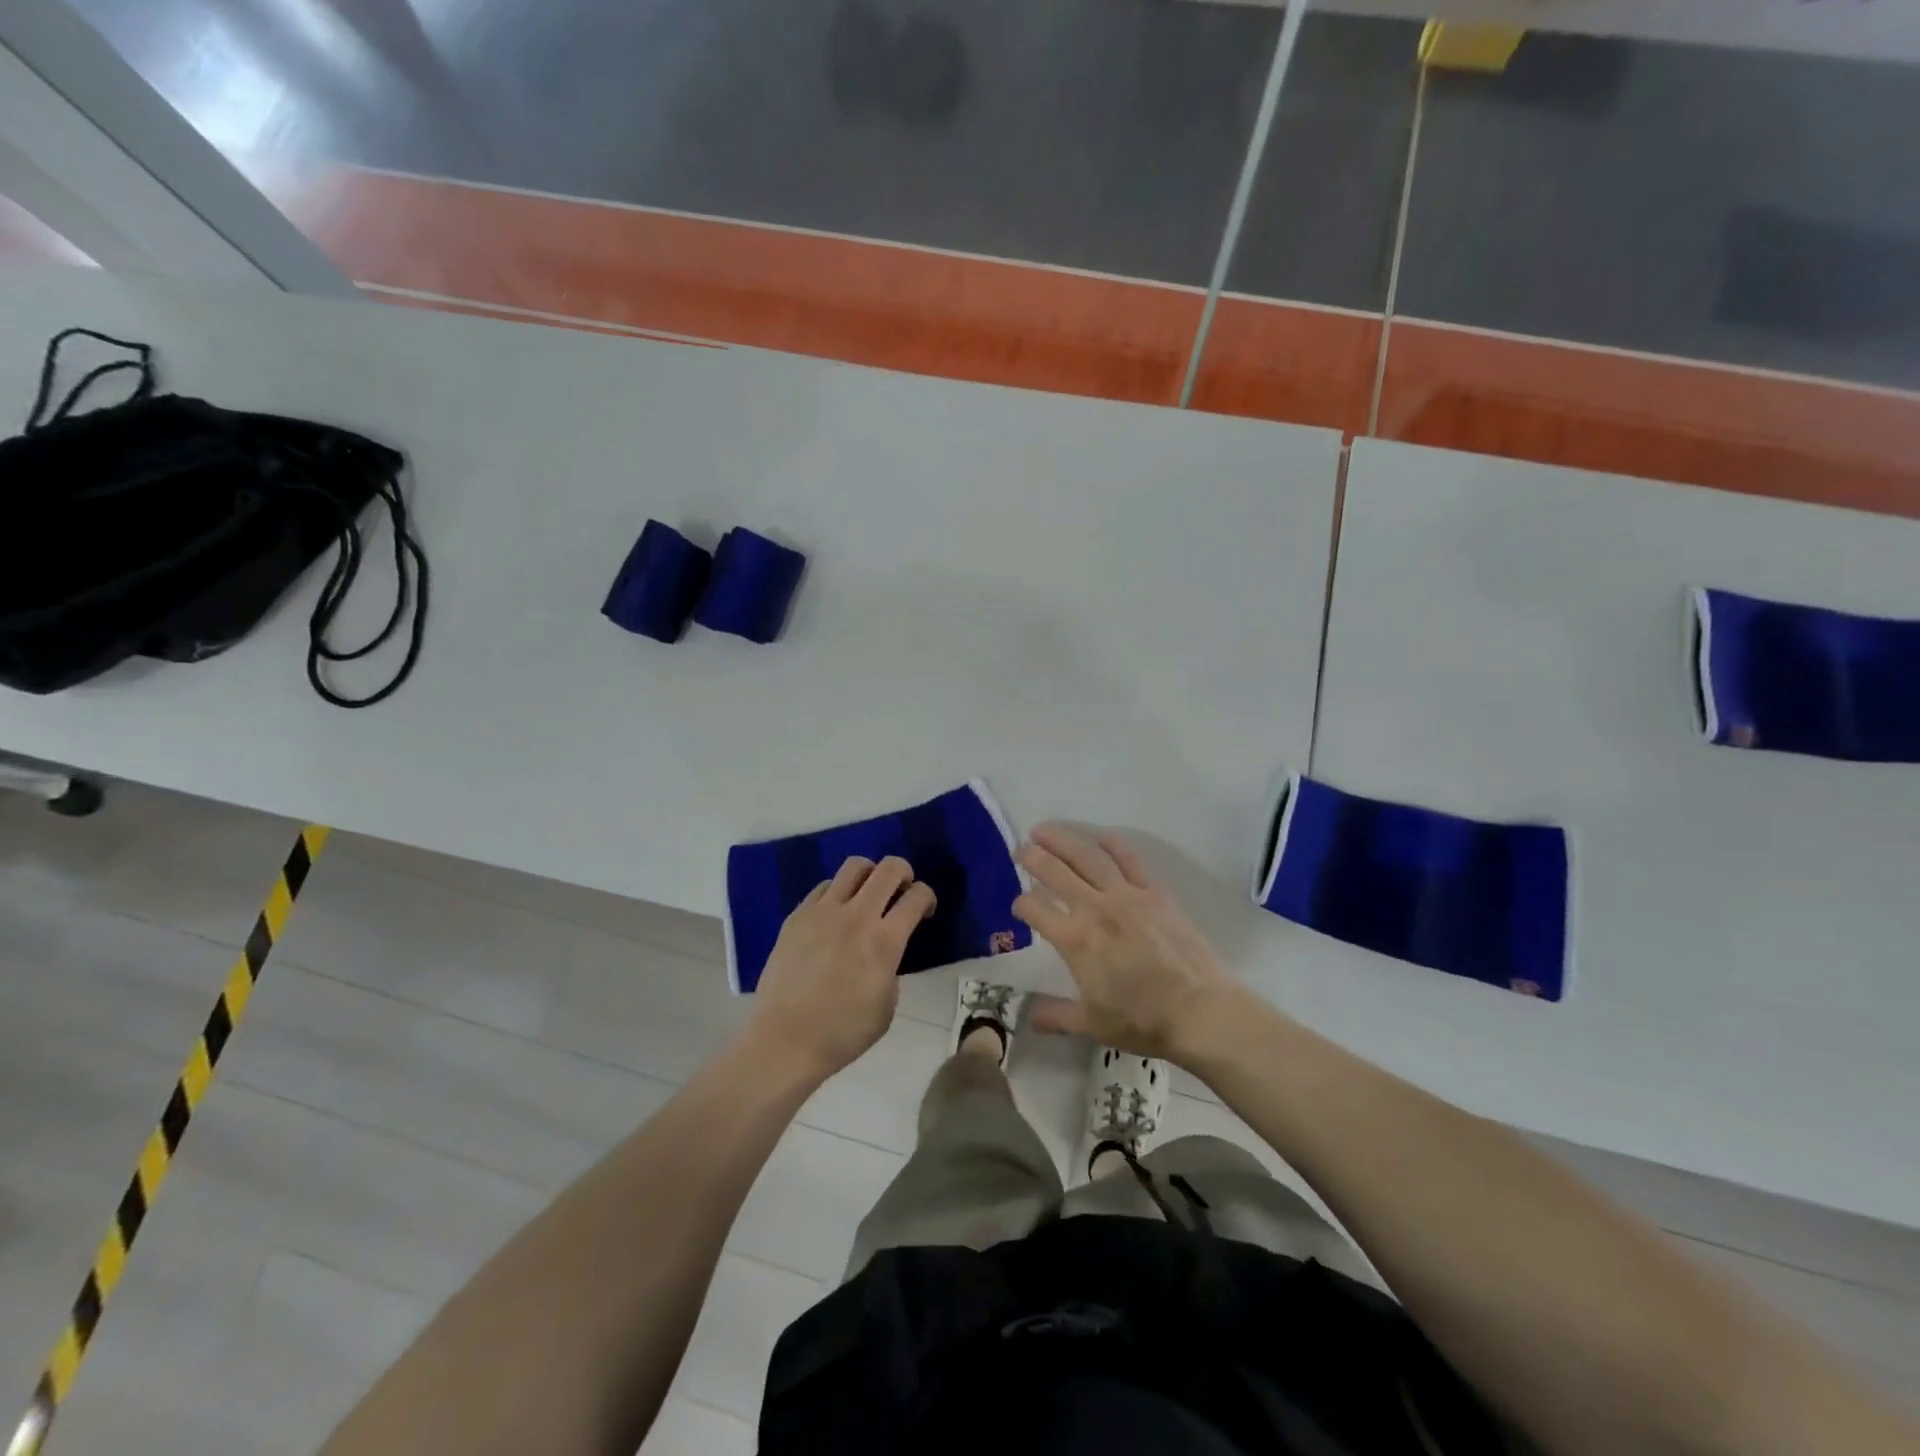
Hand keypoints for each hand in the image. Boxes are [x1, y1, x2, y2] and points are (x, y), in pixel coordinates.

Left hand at [750, 855, 935, 1078]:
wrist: (785, 1040)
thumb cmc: (843, 1033)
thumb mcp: (887, 1006)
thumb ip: (892, 969)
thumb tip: (885, 953)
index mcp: (885, 941)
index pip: (917, 896)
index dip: (928, 897)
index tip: (924, 911)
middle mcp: (857, 916)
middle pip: (890, 868)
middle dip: (904, 873)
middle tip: (901, 890)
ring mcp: (824, 911)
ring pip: (855, 866)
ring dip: (870, 874)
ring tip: (868, 894)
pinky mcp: (798, 915)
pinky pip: (824, 887)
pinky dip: (838, 892)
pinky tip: (835, 914)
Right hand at [1013, 823, 1239, 1061]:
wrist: (1199, 1010)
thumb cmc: (1142, 1020)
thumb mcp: (1092, 1024)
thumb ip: (1057, 1016)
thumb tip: (1031, 1017)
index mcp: (1074, 940)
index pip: (1035, 909)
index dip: (1021, 904)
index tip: (1019, 906)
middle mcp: (1094, 908)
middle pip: (1056, 872)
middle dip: (1033, 858)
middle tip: (1021, 850)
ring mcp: (1126, 896)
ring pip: (1088, 857)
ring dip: (1063, 840)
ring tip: (1044, 830)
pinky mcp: (1154, 892)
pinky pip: (1129, 860)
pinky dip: (1112, 845)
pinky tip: (1100, 837)